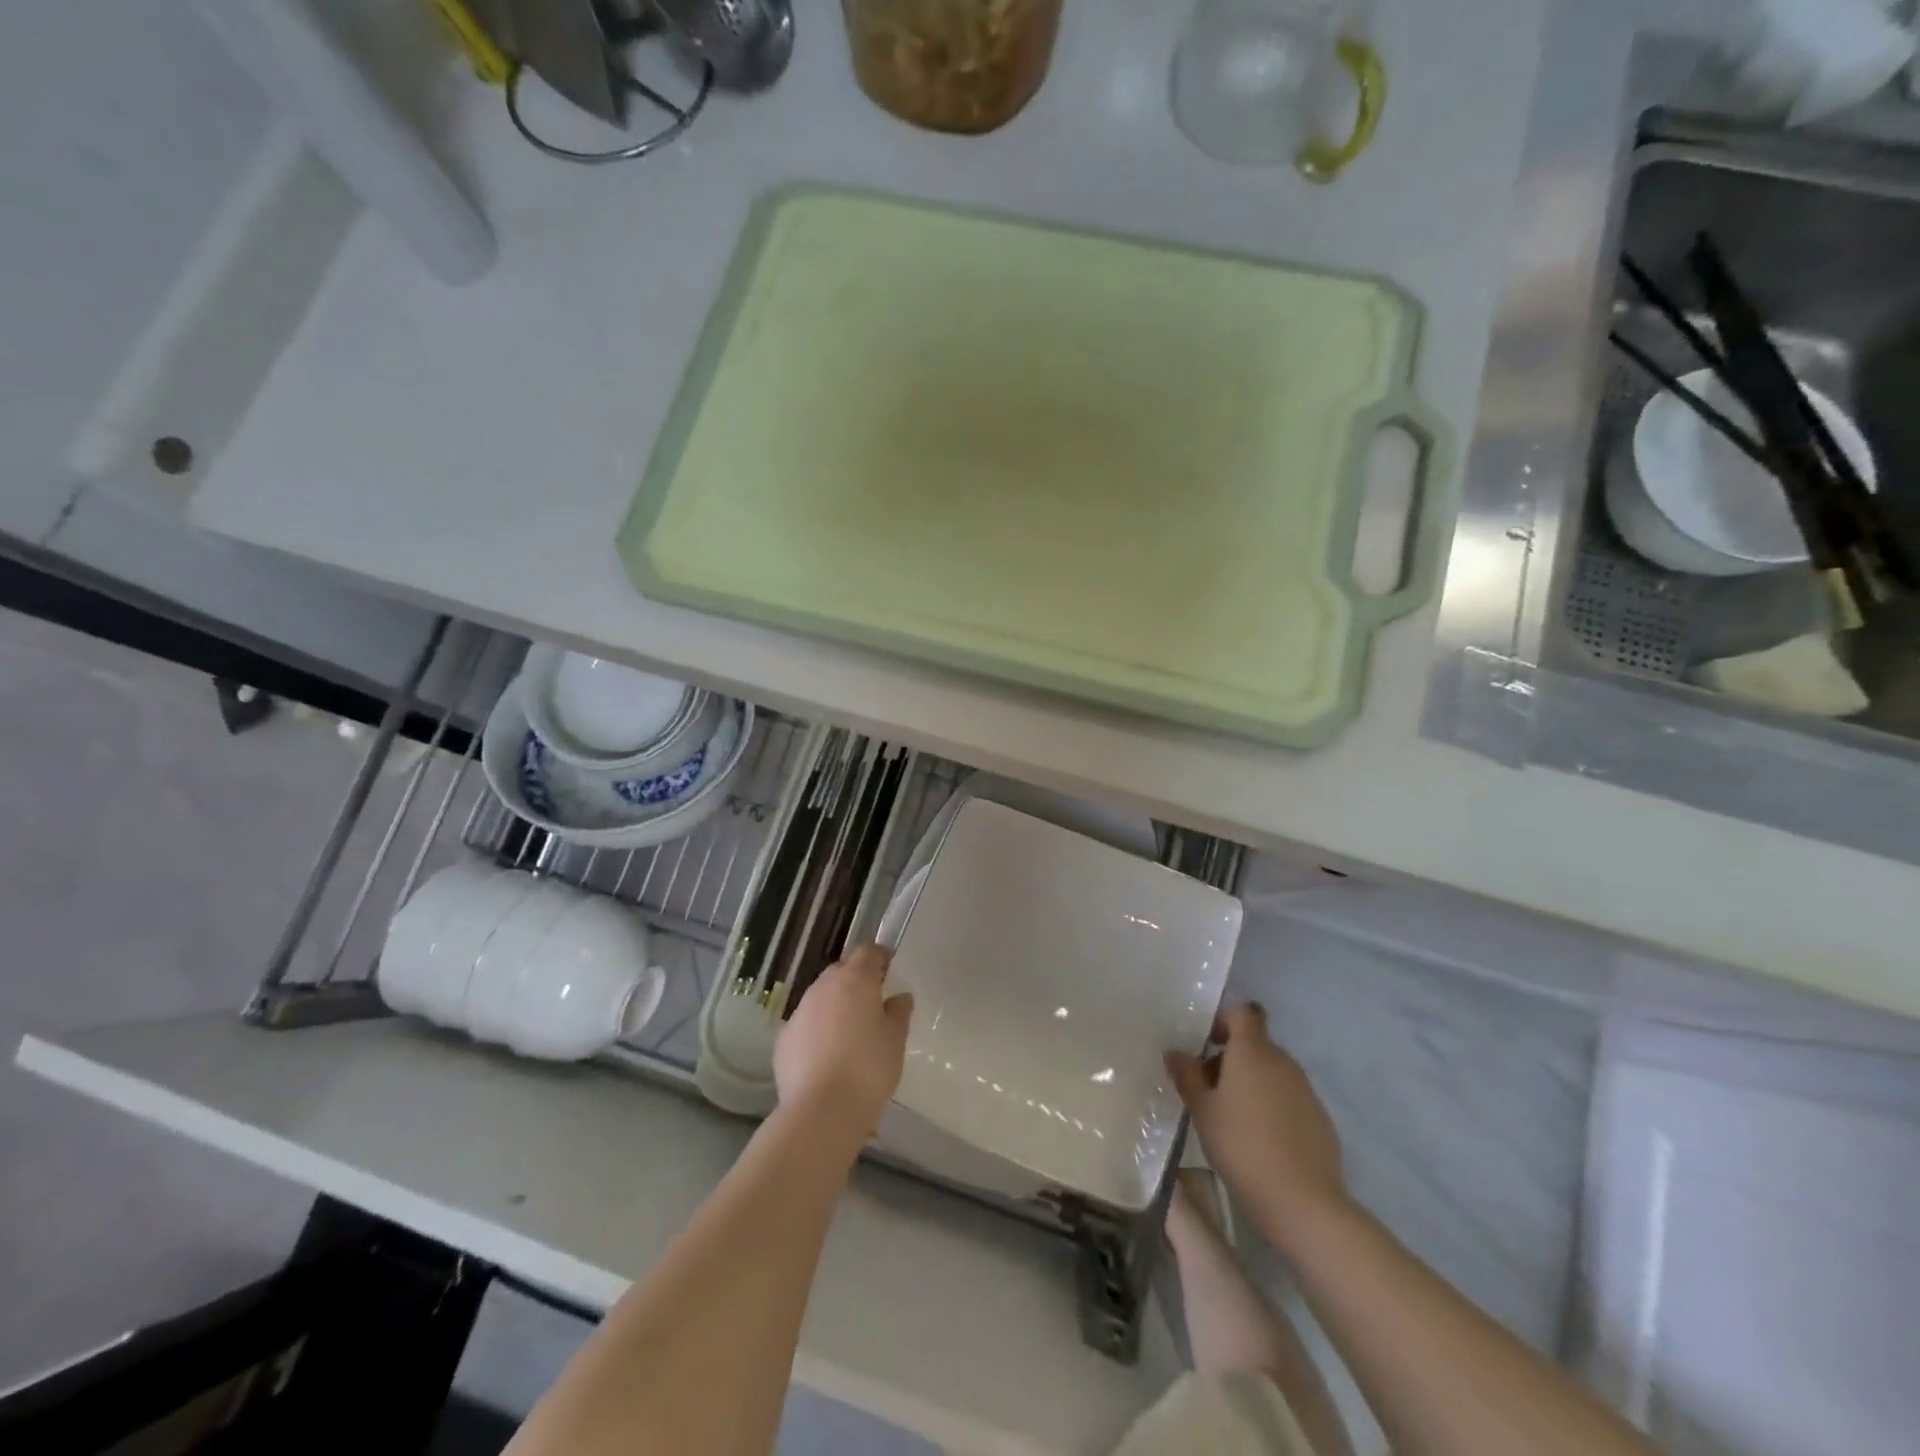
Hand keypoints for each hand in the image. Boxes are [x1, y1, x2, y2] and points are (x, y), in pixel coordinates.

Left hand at [775, 945, 912, 1145]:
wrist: (821, 1111)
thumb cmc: (868, 1069)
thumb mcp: (895, 1040)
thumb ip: (899, 1012)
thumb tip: (900, 997)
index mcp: (854, 980)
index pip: (868, 952)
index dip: (880, 957)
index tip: (890, 968)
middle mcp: (823, 987)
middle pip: (841, 971)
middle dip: (856, 979)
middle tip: (872, 1001)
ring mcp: (799, 1012)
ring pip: (820, 997)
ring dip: (834, 1005)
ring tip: (849, 1031)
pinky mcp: (783, 1039)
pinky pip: (805, 1024)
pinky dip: (817, 1030)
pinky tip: (827, 1055)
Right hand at [1166, 1004, 1348, 1244]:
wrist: (1303, 1202)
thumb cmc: (1241, 1146)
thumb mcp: (1202, 1111)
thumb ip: (1186, 1075)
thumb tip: (1175, 1052)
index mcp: (1253, 1051)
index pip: (1244, 1013)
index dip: (1225, 1021)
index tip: (1207, 1044)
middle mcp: (1283, 1061)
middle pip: (1255, 1045)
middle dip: (1231, 1059)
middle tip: (1208, 1090)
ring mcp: (1306, 1090)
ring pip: (1272, 1073)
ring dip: (1251, 1083)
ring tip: (1231, 1119)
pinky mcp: (1320, 1119)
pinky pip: (1289, 1099)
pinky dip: (1273, 1107)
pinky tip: (1260, 1140)